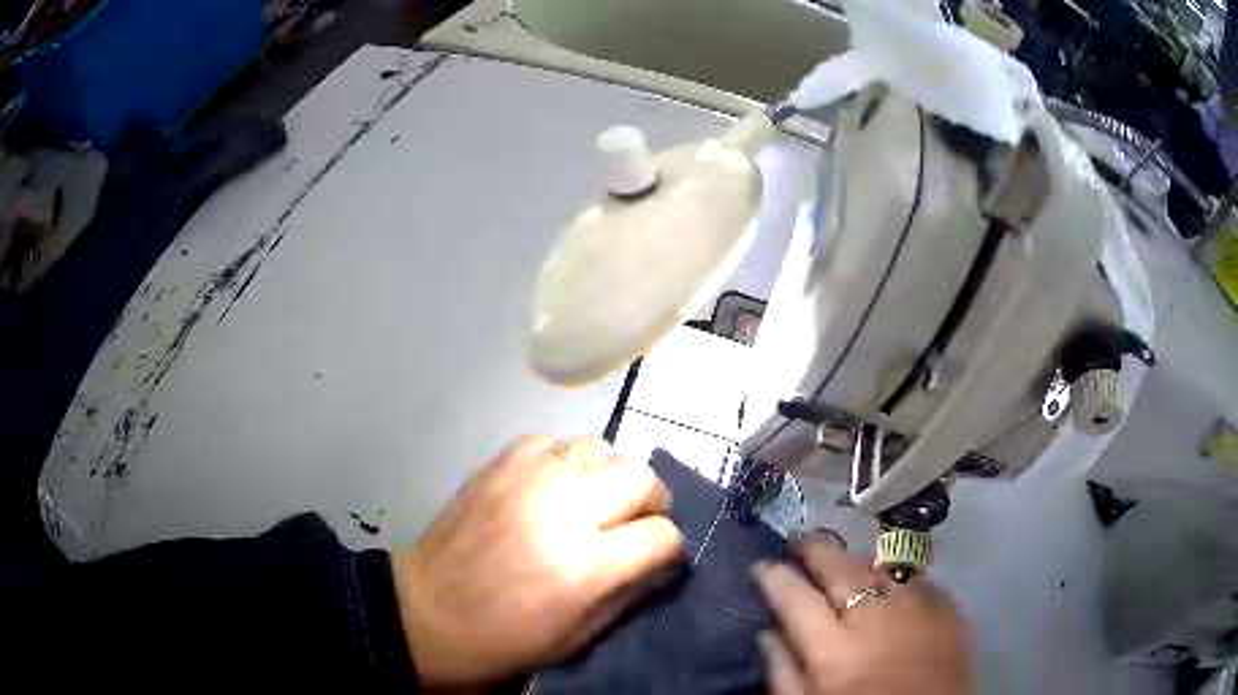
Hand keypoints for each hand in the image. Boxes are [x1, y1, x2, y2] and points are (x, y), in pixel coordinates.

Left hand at [391, 436, 685, 685]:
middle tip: (631, 525)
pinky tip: (551, 489)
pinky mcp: (498, 464)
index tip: (660, 558)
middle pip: (641, 477)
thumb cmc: (506, 638)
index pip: (663, 535)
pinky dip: (564, 463)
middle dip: (649, 503)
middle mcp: (562, 510)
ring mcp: (527, 479)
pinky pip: (553, 442)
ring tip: (590, 503)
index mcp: (585, 566)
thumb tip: (665, 559)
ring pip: (600, 448)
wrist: (427, 611)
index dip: (670, 549)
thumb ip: (631, 593)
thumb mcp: (580, 637)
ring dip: (607, 477)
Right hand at [753, 533, 967, 694]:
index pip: (796, 598)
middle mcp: (877, 618)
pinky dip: (896, 578)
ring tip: (842, 563)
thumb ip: (783, 672)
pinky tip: (888, 584)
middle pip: (840, 568)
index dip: (775, 577)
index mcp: (835, 652)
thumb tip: (765, 633)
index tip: (763, 565)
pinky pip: (916, 578)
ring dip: (855, 561)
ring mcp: (918, 608)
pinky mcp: (948, 608)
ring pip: (879, 565)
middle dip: (814, 549)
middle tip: (798, 541)